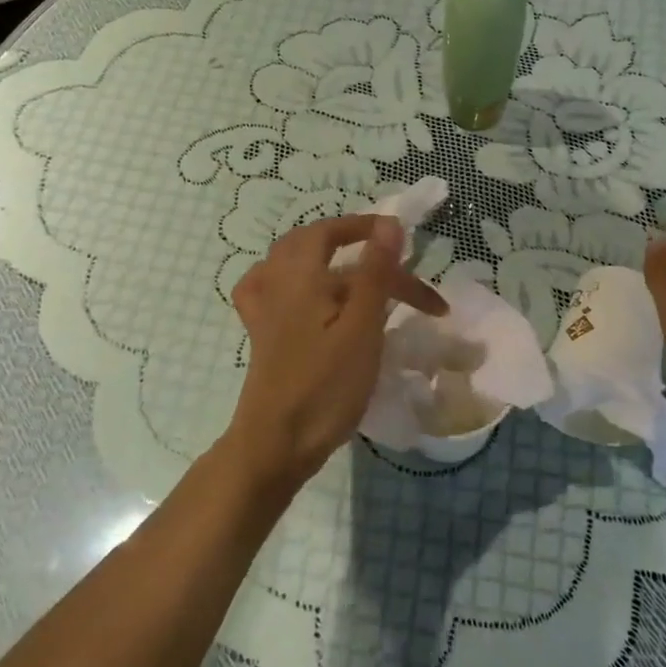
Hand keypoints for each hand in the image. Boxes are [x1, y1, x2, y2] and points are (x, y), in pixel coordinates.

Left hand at [223, 215, 446, 487]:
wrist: (277, 443)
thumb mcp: (361, 328)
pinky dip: (293, 281)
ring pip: (295, 265)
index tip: (402, 236)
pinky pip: (272, 290)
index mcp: (300, 276)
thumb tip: (388, 223)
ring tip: (360, 272)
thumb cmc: (325, 386)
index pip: (332, 231)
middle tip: (394, 264)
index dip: (367, 228)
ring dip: (329, 261)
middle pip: (315, 246)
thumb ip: (375, 272)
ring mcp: (264, 308)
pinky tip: (307, 294)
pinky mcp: (262, 334)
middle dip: (355, 246)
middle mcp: (277, 283)